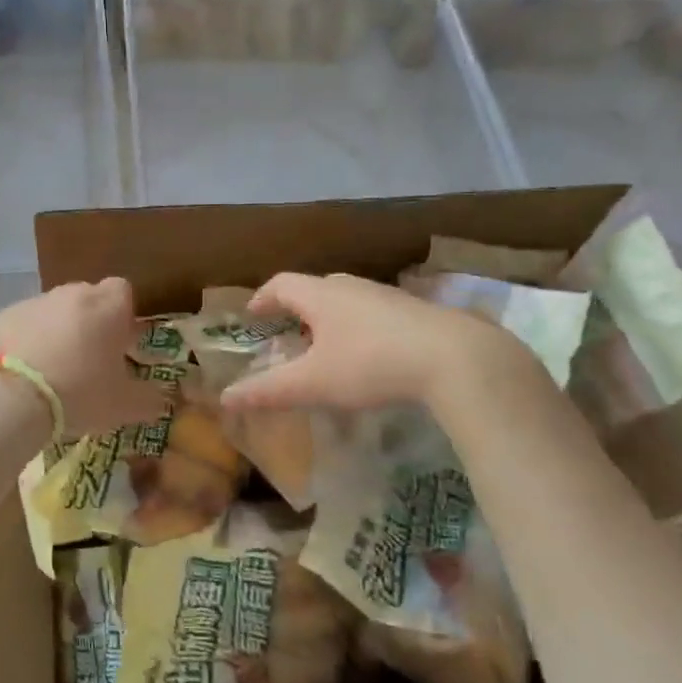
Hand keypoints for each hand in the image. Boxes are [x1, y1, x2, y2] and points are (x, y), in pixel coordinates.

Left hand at [0, 279, 167, 437]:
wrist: (11, 398)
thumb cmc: (79, 393)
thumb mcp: (124, 406)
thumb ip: (149, 399)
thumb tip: (162, 400)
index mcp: (107, 306)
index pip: (123, 291)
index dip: (124, 315)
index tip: (121, 343)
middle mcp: (72, 294)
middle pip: (88, 298)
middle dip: (91, 322)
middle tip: (89, 360)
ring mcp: (34, 302)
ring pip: (54, 311)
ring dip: (58, 331)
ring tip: (53, 371)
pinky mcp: (2, 317)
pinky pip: (23, 324)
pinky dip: (27, 341)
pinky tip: (23, 373)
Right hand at [218, 272, 549, 415]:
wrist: (456, 358)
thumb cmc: (371, 365)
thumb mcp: (314, 383)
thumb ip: (269, 391)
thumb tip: (225, 398)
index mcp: (321, 295)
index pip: (281, 284)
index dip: (263, 297)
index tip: (253, 314)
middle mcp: (352, 286)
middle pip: (315, 287)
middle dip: (297, 307)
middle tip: (288, 331)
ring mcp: (387, 296)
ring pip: (348, 298)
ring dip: (330, 316)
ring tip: (326, 345)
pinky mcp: (416, 311)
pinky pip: (374, 312)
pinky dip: (359, 326)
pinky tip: (370, 354)